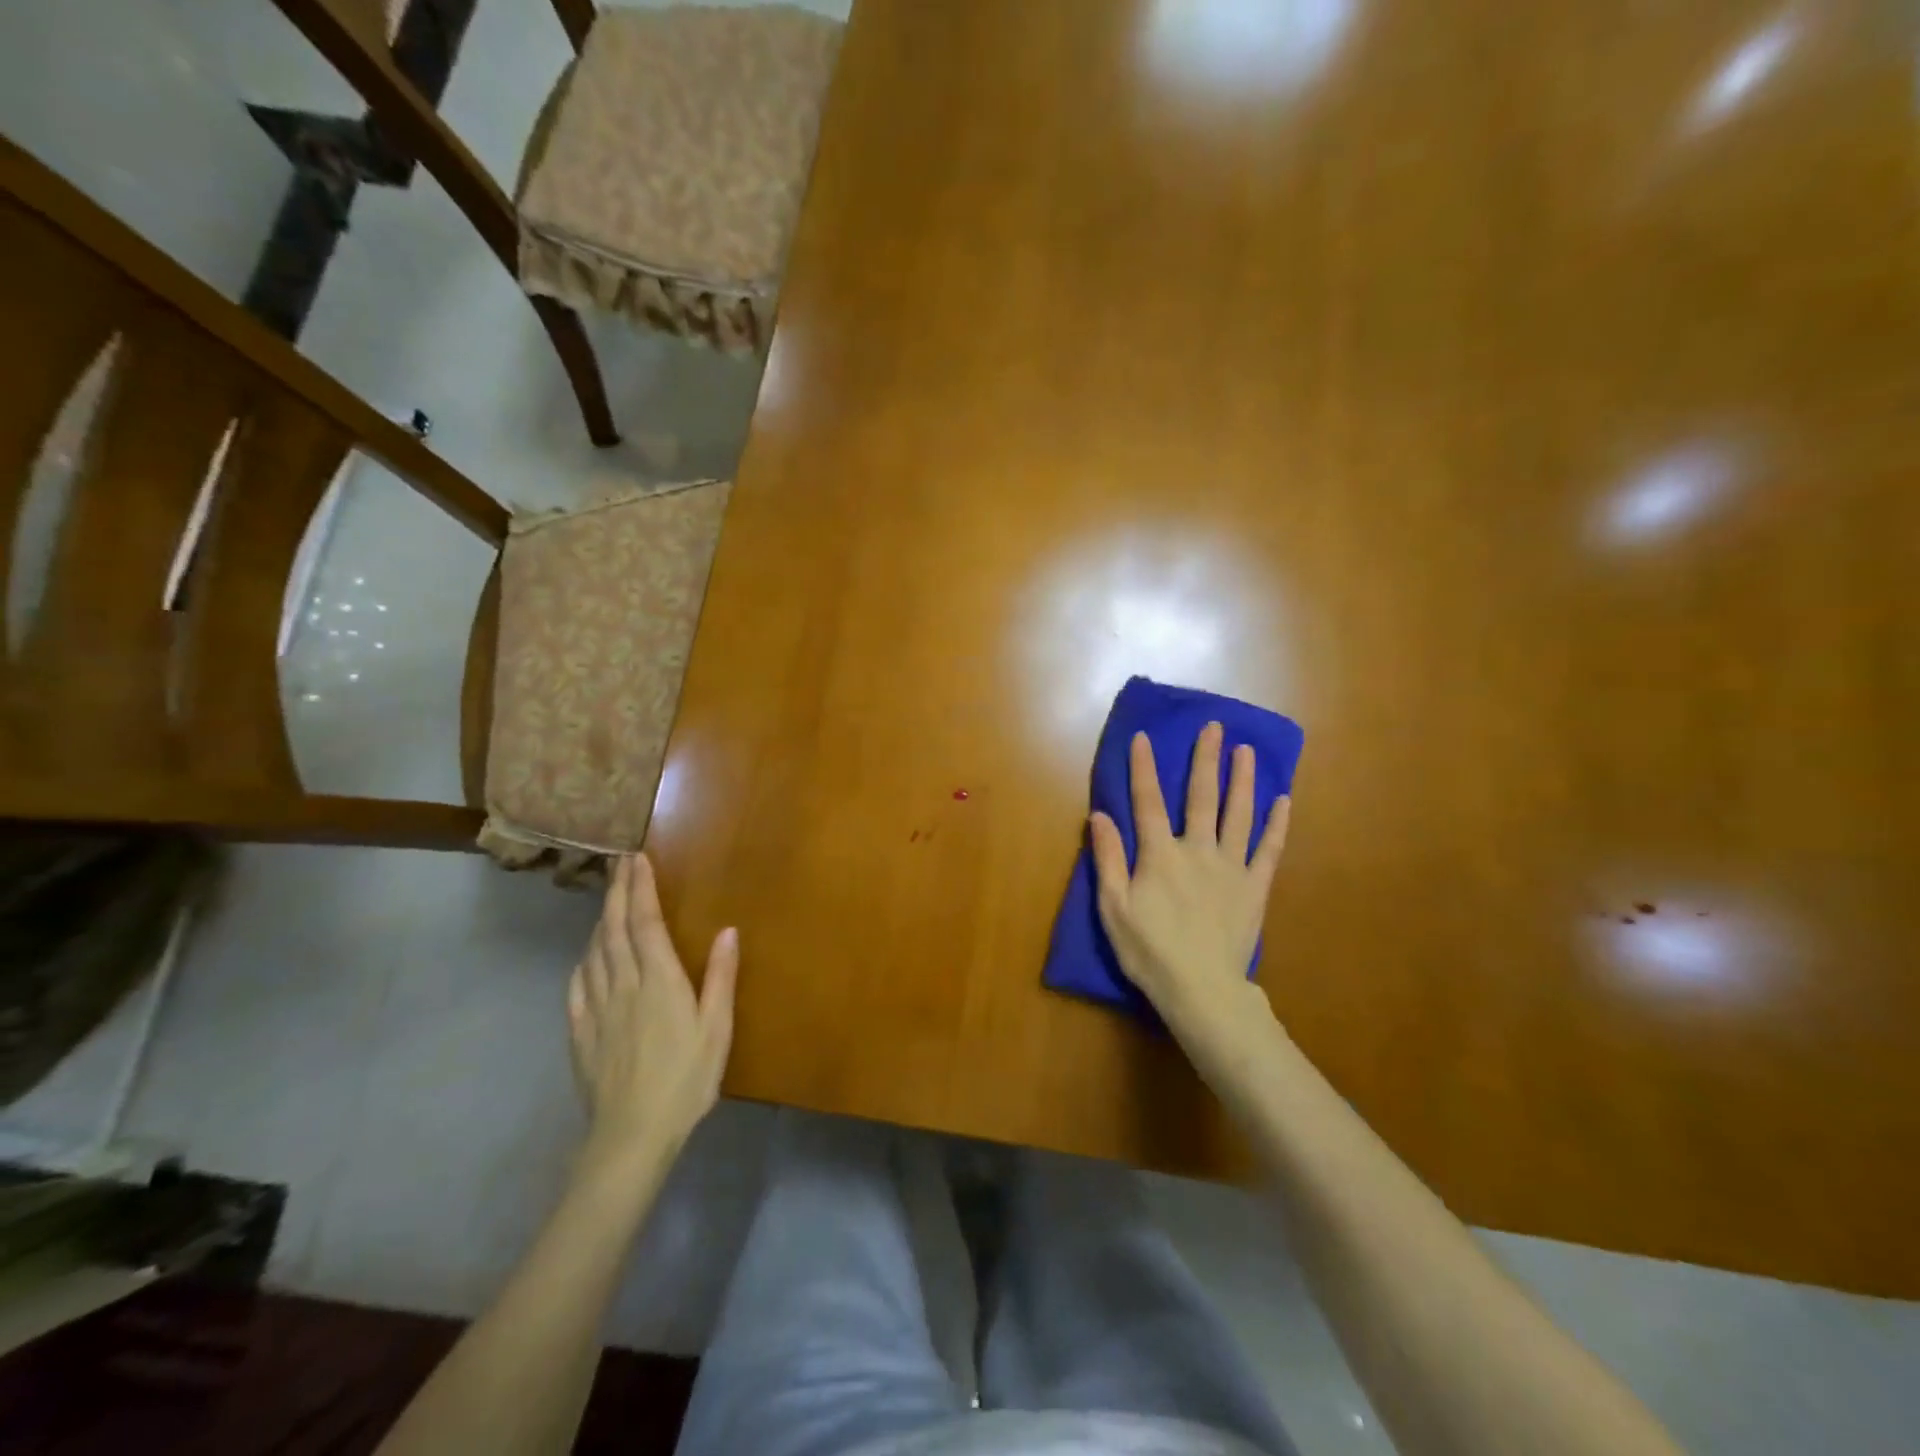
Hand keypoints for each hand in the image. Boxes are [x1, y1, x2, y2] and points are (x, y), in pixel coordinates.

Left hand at [567, 855, 736, 1176]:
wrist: (631, 1135)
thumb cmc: (686, 1079)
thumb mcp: (717, 1029)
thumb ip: (721, 978)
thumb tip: (729, 931)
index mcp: (660, 981)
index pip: (645, 923)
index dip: (641, 888)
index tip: (638, 859)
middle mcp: (624, 985)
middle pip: (615, 929)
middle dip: (617, 892)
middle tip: (618, 862)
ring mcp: (597, 1008)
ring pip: (594, 952)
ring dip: (600, 920)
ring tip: (607, 900)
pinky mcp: (581, 1032)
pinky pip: (577, 985)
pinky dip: (583, 960)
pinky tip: (587, 957)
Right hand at [1089, 723, 1290, 1072]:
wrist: (1201, 990)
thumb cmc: (1150, 951)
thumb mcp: (1113, 908)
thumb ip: (1107, 859)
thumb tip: (1100, 815)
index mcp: (1160, 855)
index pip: (1148, 802)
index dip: (1144, 768)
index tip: (1144, 737)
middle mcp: (1197, 850)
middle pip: (1201, 797)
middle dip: (1206, 759)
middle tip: (1214, 727)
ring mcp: (1231, 867)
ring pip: (1238, 814)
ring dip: (1242, 780)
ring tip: (1247, 751)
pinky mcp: (1255, 887)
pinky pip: (1269, 850)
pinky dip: (1277, 824)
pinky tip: (1283, 801)